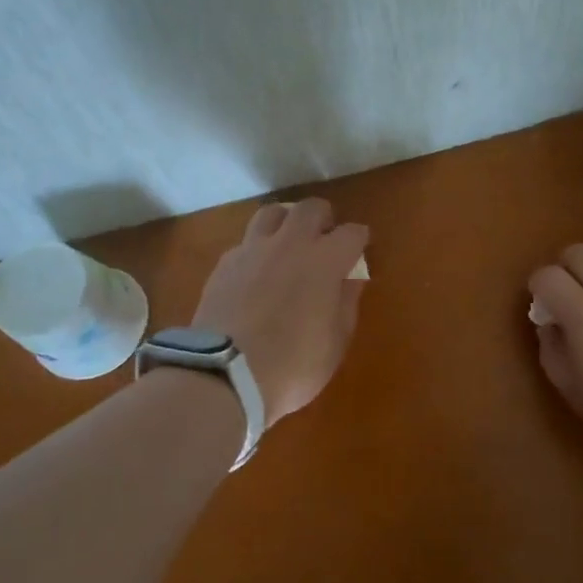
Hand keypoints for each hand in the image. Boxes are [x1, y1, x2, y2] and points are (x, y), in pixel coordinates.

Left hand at [191, 198, 369, 424]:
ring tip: (287, 242)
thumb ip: (346, 303)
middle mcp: (290, 243)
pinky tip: (256, 271)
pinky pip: (246, 242)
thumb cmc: (292, 365)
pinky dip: (257, 249)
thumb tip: (350, 279)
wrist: (223, 375)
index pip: (352, 232)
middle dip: (323, 218)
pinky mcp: (224, 263)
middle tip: (324, 238)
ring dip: (286, 222)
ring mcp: (253, 249)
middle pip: (311, 208)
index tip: (359, 250)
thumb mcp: (335, 343)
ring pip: (272, 213)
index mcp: (325, 260)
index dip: (359, 239)